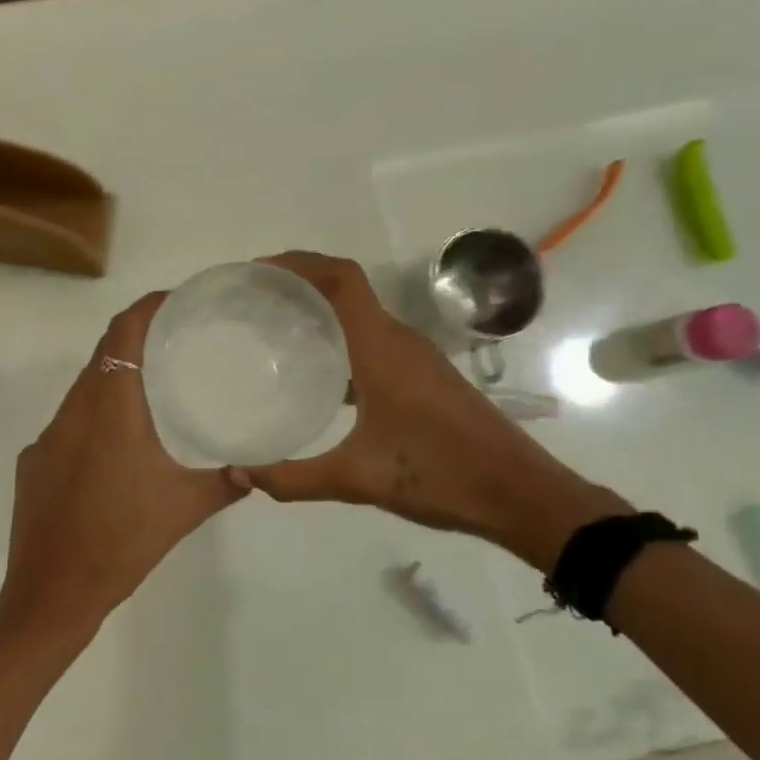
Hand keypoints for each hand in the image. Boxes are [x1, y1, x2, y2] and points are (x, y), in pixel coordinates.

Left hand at [0, 293, 247, 647]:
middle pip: (102, 355)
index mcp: (110, 410)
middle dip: (135, 338)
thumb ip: (225, 484)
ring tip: (153, 385)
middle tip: (175, 340)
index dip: (146, 307)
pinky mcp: (34, 461)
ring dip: (114, 377)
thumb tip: (254, 471)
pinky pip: (68, 421)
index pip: (123, 334)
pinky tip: (116, 444)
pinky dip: (94, 414)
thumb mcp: (185, 509)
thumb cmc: (123, 542)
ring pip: (83, 388)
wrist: (51, 593)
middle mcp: (73, 411)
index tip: (175, 300)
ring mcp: (47, 437)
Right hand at [237, 252, 625, 570]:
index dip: (299, 264)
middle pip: (347, 288)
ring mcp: (416, 357)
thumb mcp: (358, 480)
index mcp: (382, 348)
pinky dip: (340, 338)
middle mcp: (399, 340)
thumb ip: (293, 478)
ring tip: (276, 328)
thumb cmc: (441, 475)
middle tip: (254, 300)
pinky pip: (373, 339)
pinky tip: (318, 372)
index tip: (258, 272)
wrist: (520, 495)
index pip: (341, 279)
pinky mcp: (424, 376)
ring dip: (321, 309)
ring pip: (362, 314)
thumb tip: (238, 475)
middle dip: (301, 282)